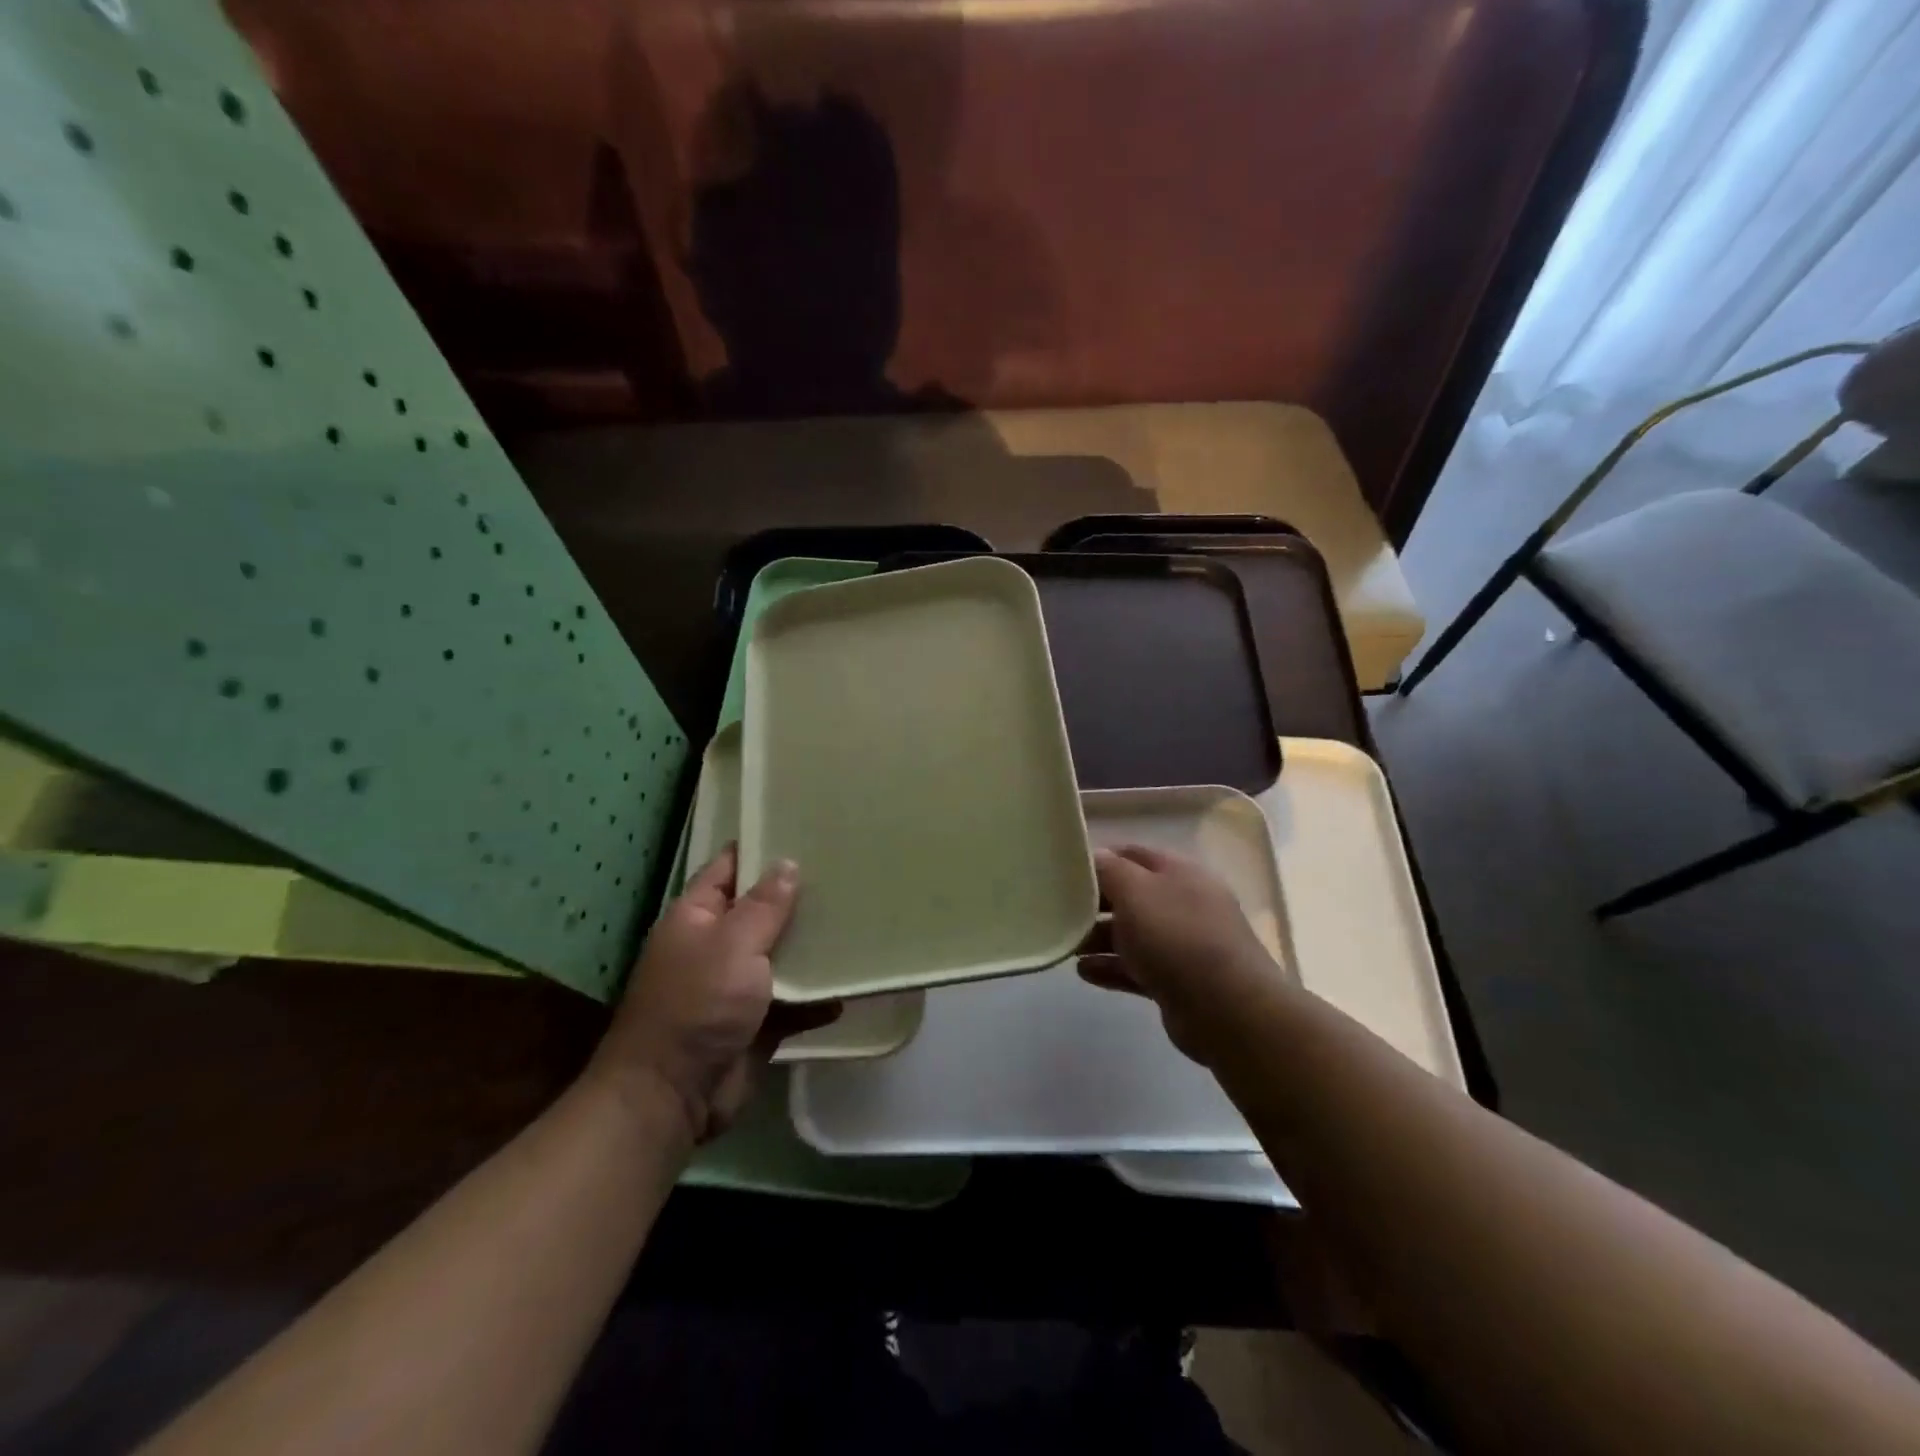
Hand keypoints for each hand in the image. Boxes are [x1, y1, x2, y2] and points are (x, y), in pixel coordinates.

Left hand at [590, 846, 832, 1145]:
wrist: (672, 1096)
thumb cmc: (697, 1005)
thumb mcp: (732, 945)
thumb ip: (764, 906)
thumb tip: (787, 865)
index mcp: (697, 917)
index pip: (729, 868)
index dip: (760, 847)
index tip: (802, 827)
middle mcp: (716, 946)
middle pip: (761, 911)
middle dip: (798, 896)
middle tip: (845, 870)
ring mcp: (736, 986)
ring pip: (781, 956)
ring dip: (813, 947)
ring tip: (858, 920)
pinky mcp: (757, 1023)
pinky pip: (794, 1002)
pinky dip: (817, 998)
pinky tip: (851, 986)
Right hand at [1078, 844, 1287, 1066]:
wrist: (1226, 1009)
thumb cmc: (1176, 936)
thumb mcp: (1135, 891)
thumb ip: (1110, 870)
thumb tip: (1095, 856)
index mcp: (1180, 873)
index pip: (1134, 854)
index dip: (1100, 859)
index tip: (1066, 871)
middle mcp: (1185, 904)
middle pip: (1132, 896)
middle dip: (1096, 904)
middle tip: (1059, 911)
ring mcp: (1184, 945)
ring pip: (1133, 935)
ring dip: (1099, 938)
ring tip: (1066, 945)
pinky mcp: (1179, 982)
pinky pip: (1138, 968)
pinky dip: (1112, 967)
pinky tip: (1083, 972)